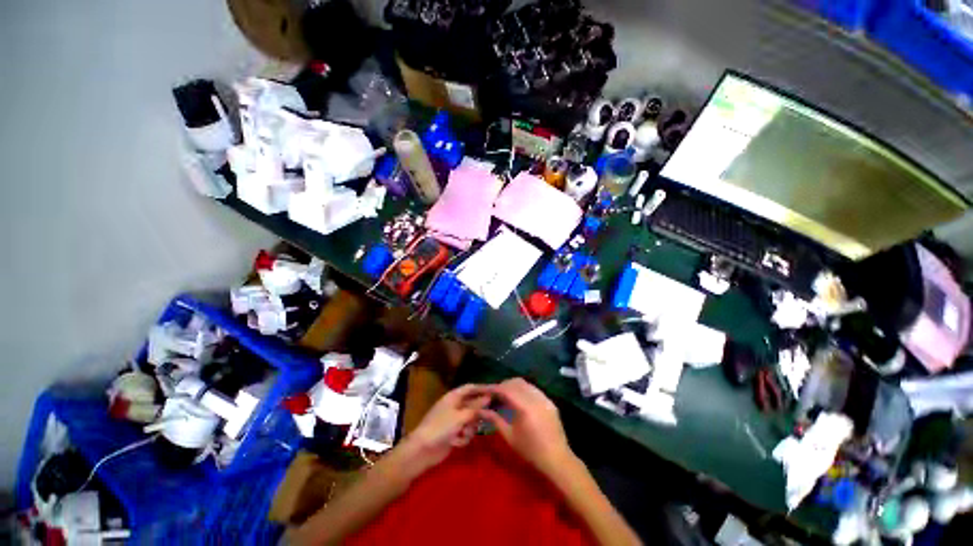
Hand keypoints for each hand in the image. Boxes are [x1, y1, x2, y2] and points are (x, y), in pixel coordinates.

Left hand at [401, 384, 490, 472]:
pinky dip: (463, 438)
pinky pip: (466, 433)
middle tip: (489, 418)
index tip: (499, 392)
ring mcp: (453, 422)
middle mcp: (453, 408)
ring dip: (469, 429)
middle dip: (478, 414)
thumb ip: (476, 407)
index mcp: (452, 398)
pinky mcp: (454, 434)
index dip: (483, 388)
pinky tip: (456, 443)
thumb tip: (489, 397)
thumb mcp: (461, 416)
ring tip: (463, 434)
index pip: (469, 388)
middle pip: (473, 406)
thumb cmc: (441, 428)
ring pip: (472, 422)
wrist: (424, 449)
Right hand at [478, 378, 574, 478]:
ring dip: (513, 388)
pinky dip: (523, 392)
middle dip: (502, 386)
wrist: (555, 457)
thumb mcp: (509, 435)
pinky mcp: (551, 404)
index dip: (492, 388)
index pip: (506, 389)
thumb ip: (495, 419)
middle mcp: (537, 399)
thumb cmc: (530, 450)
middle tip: (490, 395)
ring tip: (502, 398)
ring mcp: (546, 400)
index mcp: (526, 407)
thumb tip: (480, 410)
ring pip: (527, 385)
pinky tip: (516, 403)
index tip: (481, 391)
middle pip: (517, 383)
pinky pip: (535, 391)